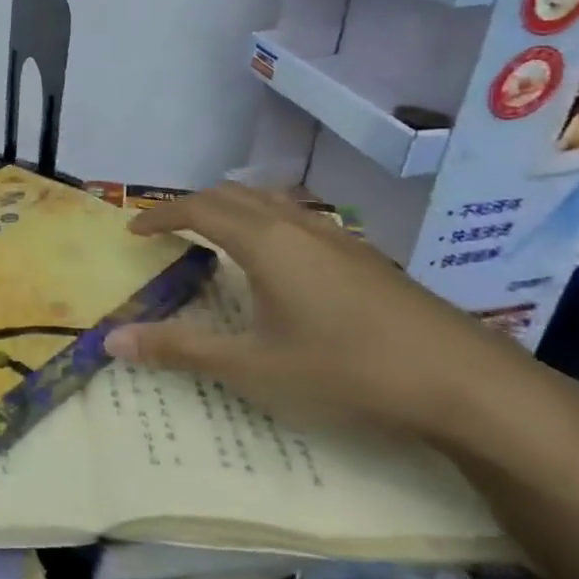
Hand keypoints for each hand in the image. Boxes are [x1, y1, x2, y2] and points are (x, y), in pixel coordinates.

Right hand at [102, 184, 555, 450]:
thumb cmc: (346, 370)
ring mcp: (339, 238)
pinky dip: (268, 223)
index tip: (133, 230)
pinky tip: (281, 263)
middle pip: (234, 195)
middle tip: (168, 230)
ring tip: (217, 236)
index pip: (199, 208)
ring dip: (234, 209)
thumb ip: (181, 350)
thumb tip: (113, 340)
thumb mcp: (254, 367)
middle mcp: (299, 226)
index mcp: (265, 242)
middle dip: (194, 205)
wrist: (465, 383)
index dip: (161, 215)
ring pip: (273, 202)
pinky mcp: (367, 257)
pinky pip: (301, 219)